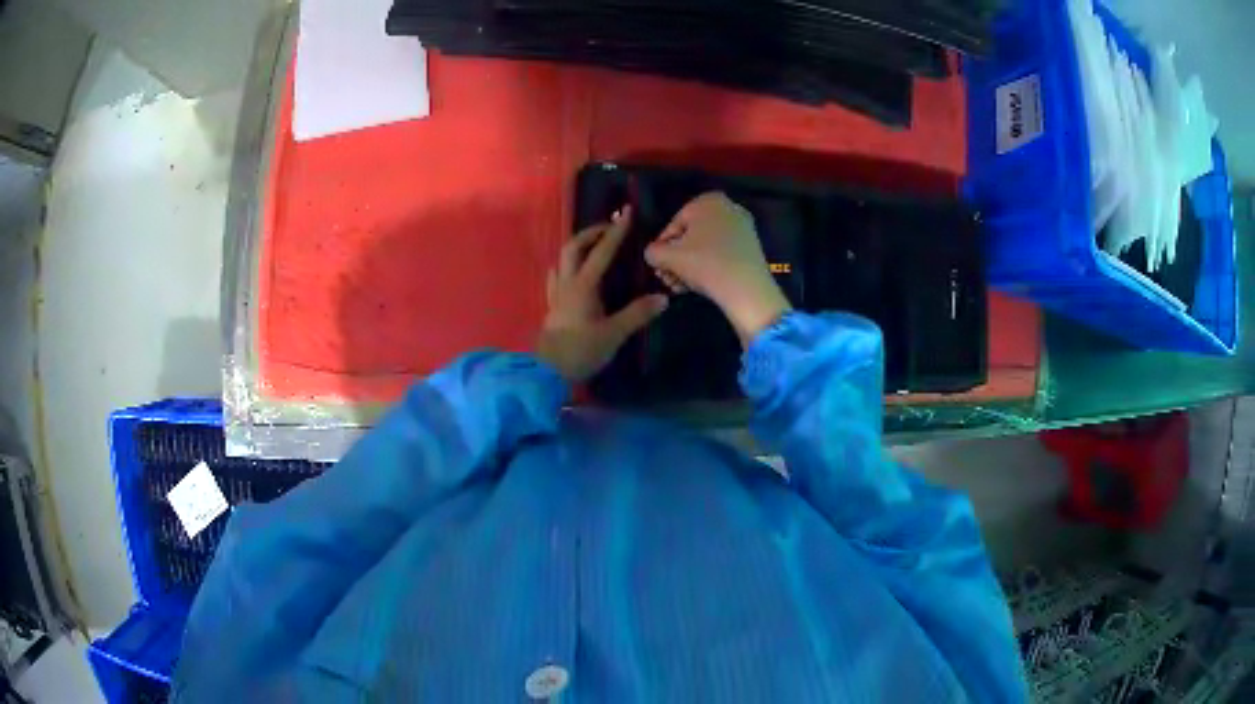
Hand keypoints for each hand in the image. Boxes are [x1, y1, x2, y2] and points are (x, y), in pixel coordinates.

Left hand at [536, 207, 668, 382]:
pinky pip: (557, 277)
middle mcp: (568, 283)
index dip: (616, 231)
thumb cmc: (581, 352)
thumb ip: (637, 314)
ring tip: (592, 246)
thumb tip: (663, 298)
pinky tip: (571, 272)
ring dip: (577, 246)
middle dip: (591, 233)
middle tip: (609, 228)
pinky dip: (566, 266)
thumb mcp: (614, 334)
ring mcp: (557, 294)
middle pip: (574, 247)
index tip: (626, 213)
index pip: (602, 252)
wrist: (547, 373)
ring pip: (562, 260)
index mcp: (584, 286)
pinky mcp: (552, 307)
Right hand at [645, 192, 791, 345]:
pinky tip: (697, 286)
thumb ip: (652, 252)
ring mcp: (742, 227)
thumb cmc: (705, 264)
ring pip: (705, 246)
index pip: (673, 225)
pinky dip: (708, 266)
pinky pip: (722, 252)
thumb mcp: (668, 257)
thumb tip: (652, 254)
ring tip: (679, 287)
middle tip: (667, 280)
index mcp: (707, 200)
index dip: (662, 248)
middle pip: (691, 236)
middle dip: (676, 260)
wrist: (747, 289)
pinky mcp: (751, 247)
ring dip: (689, 267)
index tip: (658, 267)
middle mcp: (727, 207)